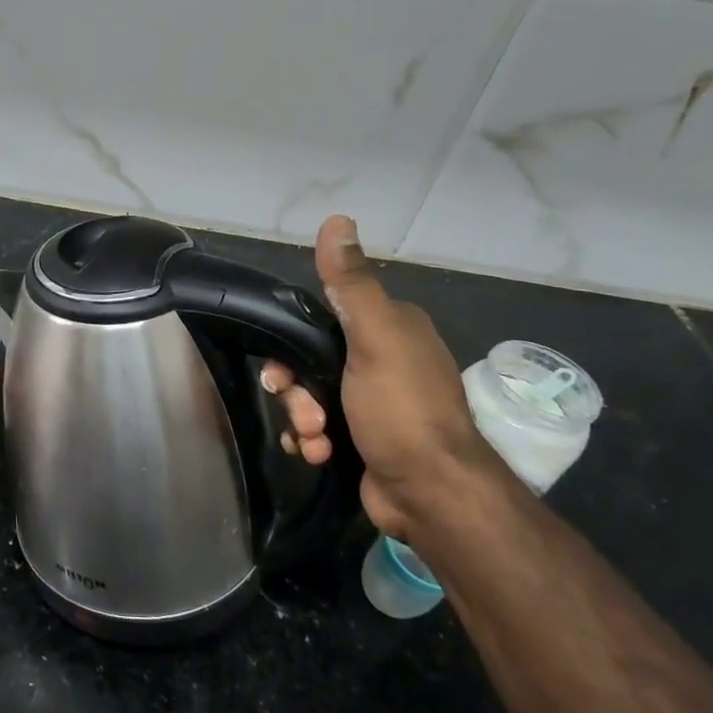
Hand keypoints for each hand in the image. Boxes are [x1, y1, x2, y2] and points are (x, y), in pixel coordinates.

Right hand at [260, 215, 493, 540]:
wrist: (430, 494)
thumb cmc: (401, 409)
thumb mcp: (374, 338)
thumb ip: (350, 284)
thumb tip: (336, 219)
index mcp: (391, 329)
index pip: (324, 319)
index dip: (294, 343)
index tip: (281, 368)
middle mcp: (383, 361)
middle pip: (311, 362)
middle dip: (297, 391)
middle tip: (304, 411)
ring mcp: (374, 403)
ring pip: (310, 397)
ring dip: (302, 419)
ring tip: (316, 439)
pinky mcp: (364, 439)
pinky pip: (319, 429)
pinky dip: (313, 441)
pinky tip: (319, 454)